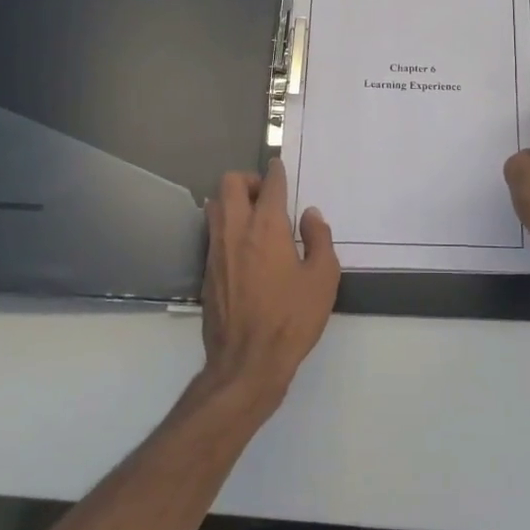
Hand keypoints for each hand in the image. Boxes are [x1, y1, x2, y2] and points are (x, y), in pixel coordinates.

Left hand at [200, 163, 340, 408]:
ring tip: (254, 218)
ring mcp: (216, 250)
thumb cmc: (291, 319)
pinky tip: (244, 248)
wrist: (247, 363)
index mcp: (267, 228)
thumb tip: (310, 216)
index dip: (276, 172)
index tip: (280, 167)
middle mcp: (236, 231)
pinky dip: (226, 226)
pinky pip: (212, 232)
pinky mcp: (206, 271)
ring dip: (232, 201)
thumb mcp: (323, 279)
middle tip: (267, 196)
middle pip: (230, 183)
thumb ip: (319, 240)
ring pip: (215, 205)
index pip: (269, 185)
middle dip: (249, 180)